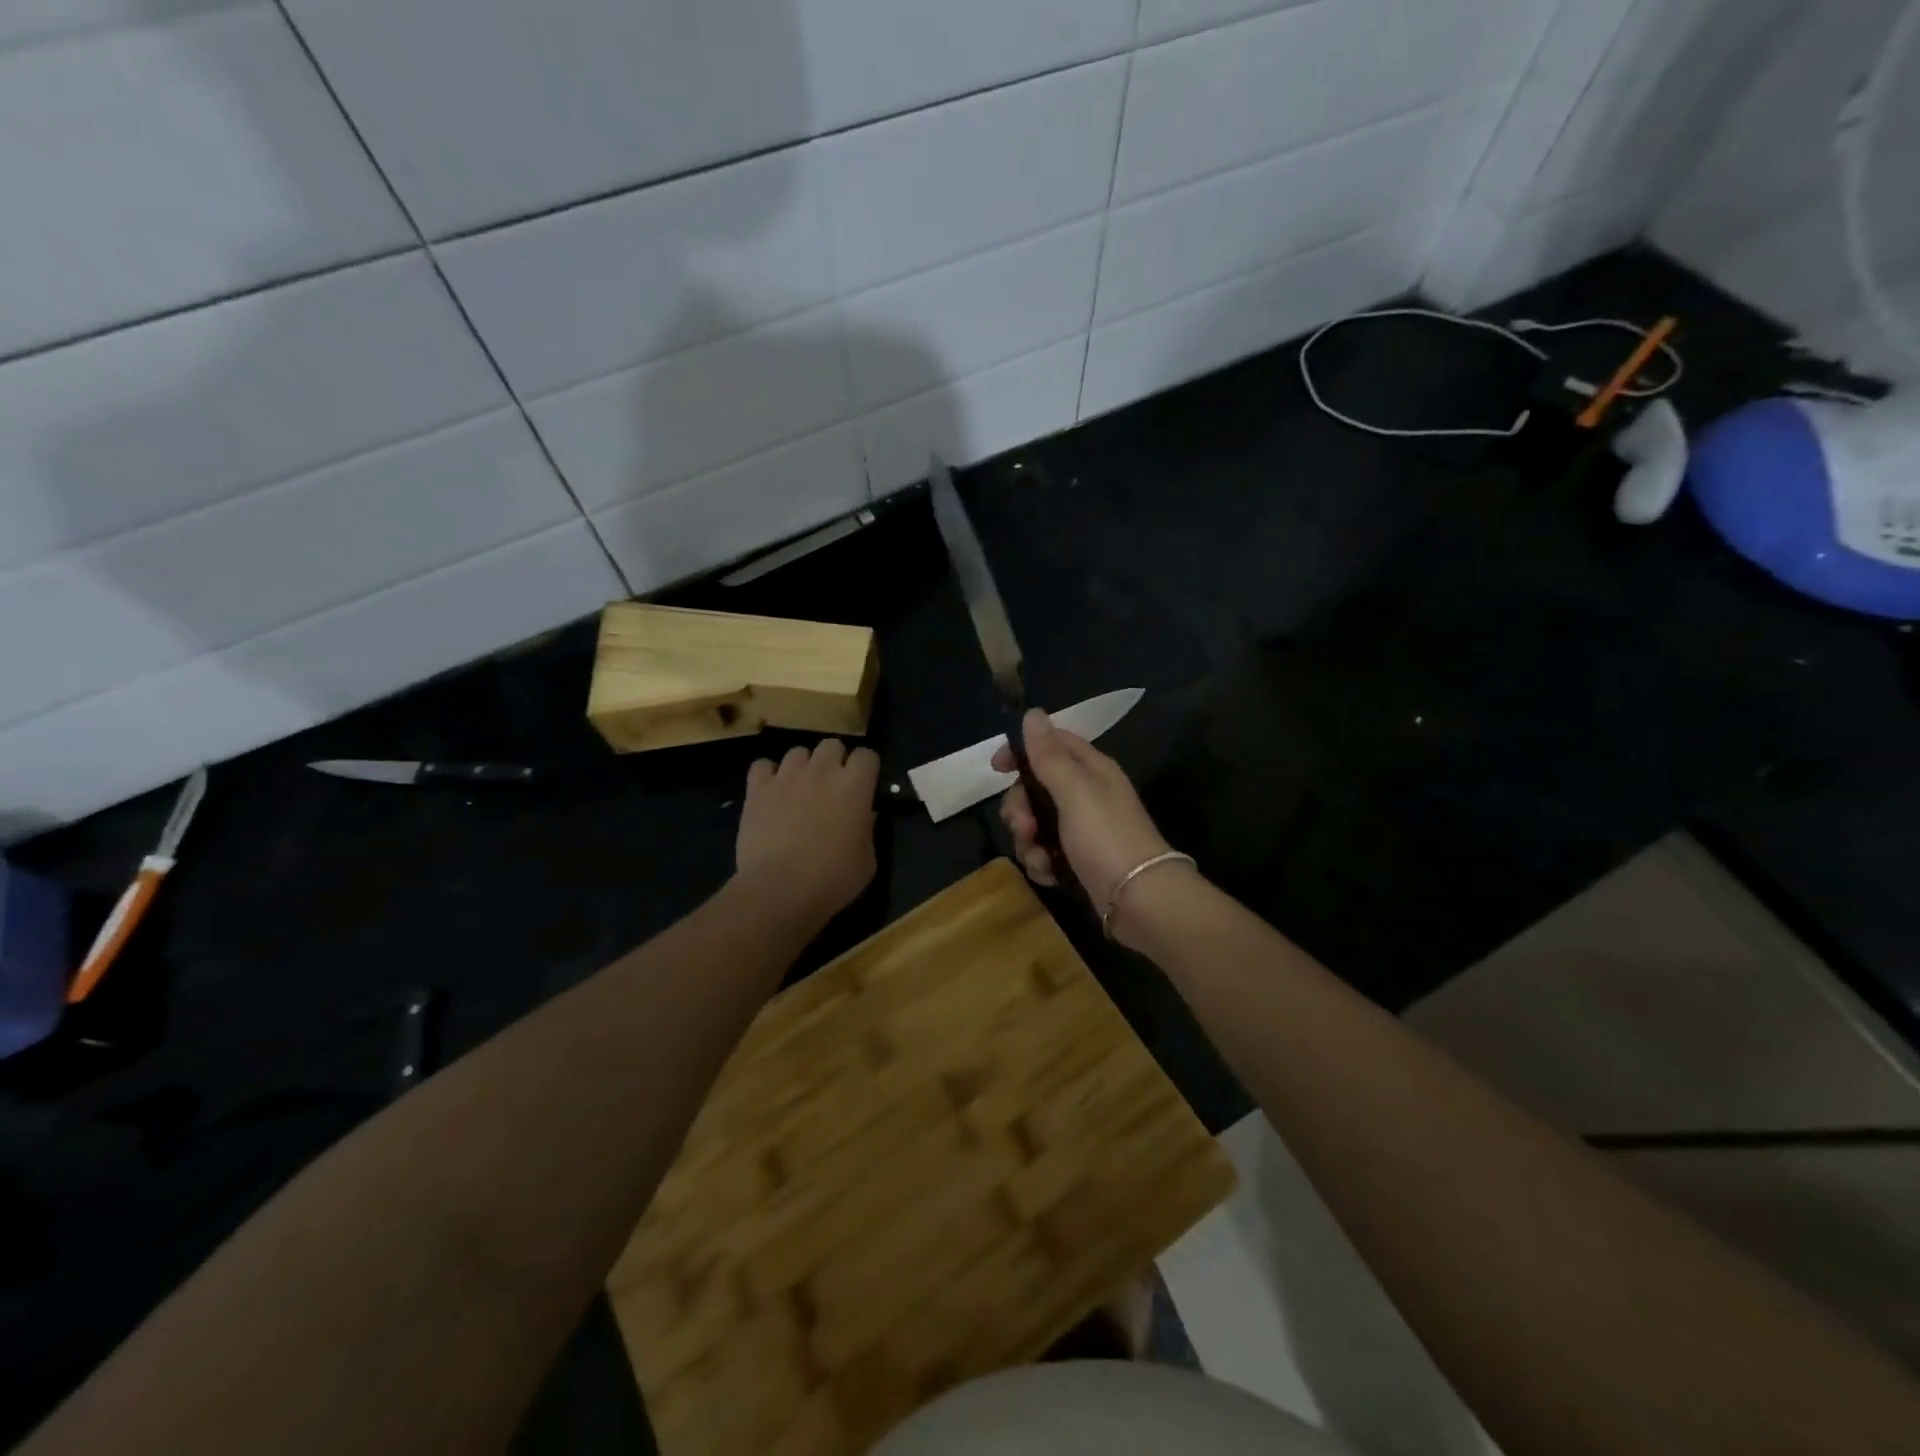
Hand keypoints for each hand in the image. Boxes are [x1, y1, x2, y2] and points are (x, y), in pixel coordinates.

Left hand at [736, 740, 878, 928]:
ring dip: (803, 766)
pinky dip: (767, 775)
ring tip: (799, 788)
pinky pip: (762, 766)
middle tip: (832, 785)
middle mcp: (822, 771)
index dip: (866, 768)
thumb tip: (863, 816)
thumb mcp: (867, 860)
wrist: (779, 890)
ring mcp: (787, 776)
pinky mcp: (757, 789)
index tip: (864, 784)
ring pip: (797, 751)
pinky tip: (770, 793)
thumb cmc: (832, 879)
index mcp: (855, 786)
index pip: (867, 755)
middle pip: (832, 744)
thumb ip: (867, 829)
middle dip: (835, 760)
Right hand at [994, 710, 1175, 907]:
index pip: (1051, 744)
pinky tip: (1049, 875)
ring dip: (1028, 842)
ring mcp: (1082, 829)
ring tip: (1040, 858)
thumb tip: (1033, 713)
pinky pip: (1045, 852)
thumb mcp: (1074, 791)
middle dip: (1020, 809)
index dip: (1021, 751)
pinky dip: (1042, 863)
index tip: (996, 768)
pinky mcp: (1078, 859)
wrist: (1140, 899)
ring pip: (1035, 824)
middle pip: (1035, 788)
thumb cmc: (1106, 837)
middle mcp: (1086, 794)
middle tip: (1024, 827)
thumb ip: (1049, 755)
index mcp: (1091, 769)